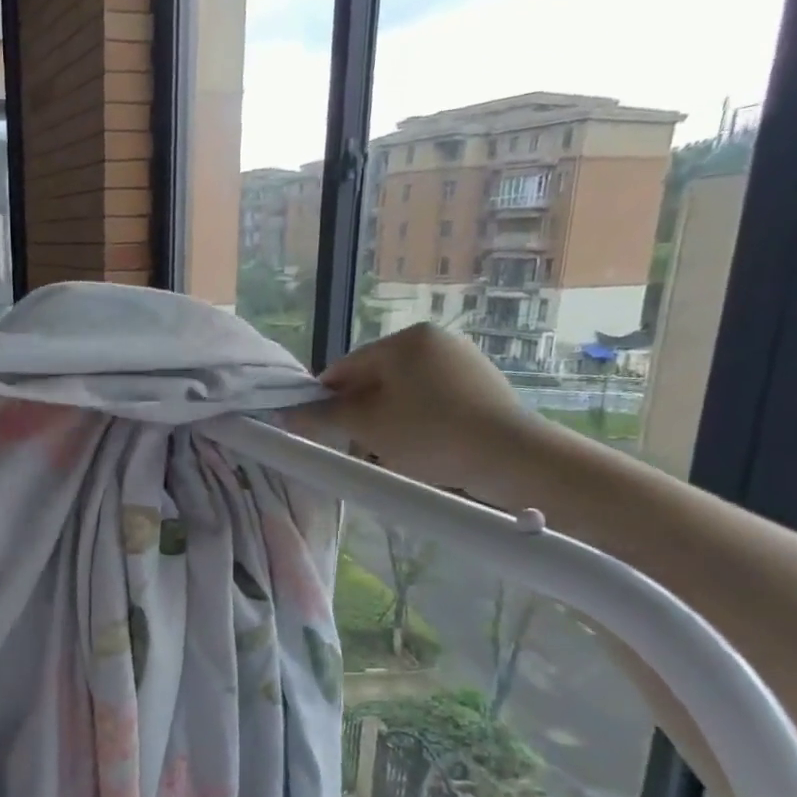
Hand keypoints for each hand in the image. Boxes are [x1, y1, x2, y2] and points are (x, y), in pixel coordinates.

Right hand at [319, 324, 543, 498]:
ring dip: (386, 422)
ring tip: (389, 454)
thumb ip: (323, 415)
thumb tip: (284, 412)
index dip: (326, 400)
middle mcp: (435, 341)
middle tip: (357, 448)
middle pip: (375, 380)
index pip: (346, 367)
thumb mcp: (367, 426)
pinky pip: (431, 402)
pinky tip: (420, 451)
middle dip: (360, 414)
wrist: (512, 457)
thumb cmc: (430, 434)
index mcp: (406, 340)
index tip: (319, 431)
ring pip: (403, 394)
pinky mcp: (482, 387)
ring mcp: (463, 362)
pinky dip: (417, 424)